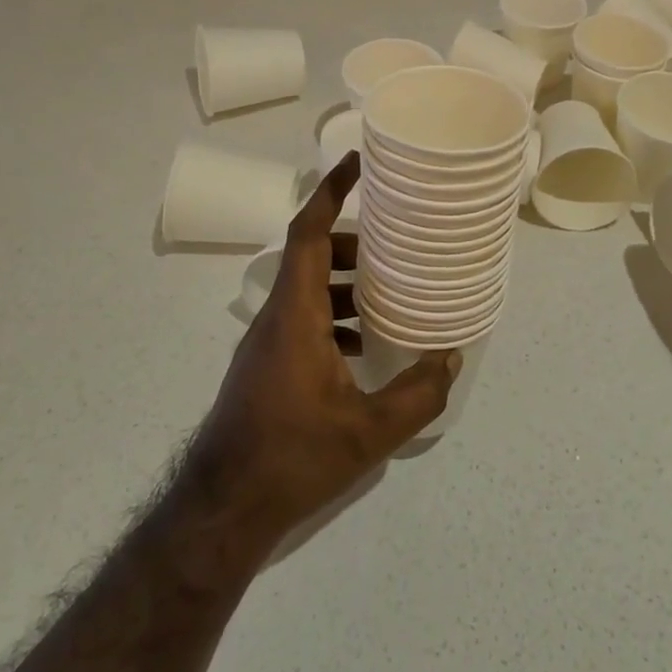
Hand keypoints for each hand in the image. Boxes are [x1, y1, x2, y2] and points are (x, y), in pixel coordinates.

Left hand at [185, 153, 459, 548]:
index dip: (330, 191)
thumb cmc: (292, 457)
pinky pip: (303, 320)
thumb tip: (450, 359)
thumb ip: (417, 394)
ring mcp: (267, 343)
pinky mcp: (266, 367)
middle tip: (394, 243)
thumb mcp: (368, 431)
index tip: (354, 161)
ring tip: (388, 293)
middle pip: (311, 256)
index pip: (308, 232)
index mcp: (295, 313)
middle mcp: (276, 317)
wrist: (222, 509)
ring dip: (345, 282)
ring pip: (307, 290)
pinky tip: (363, 348)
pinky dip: (334, 316)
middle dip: (352, 242)